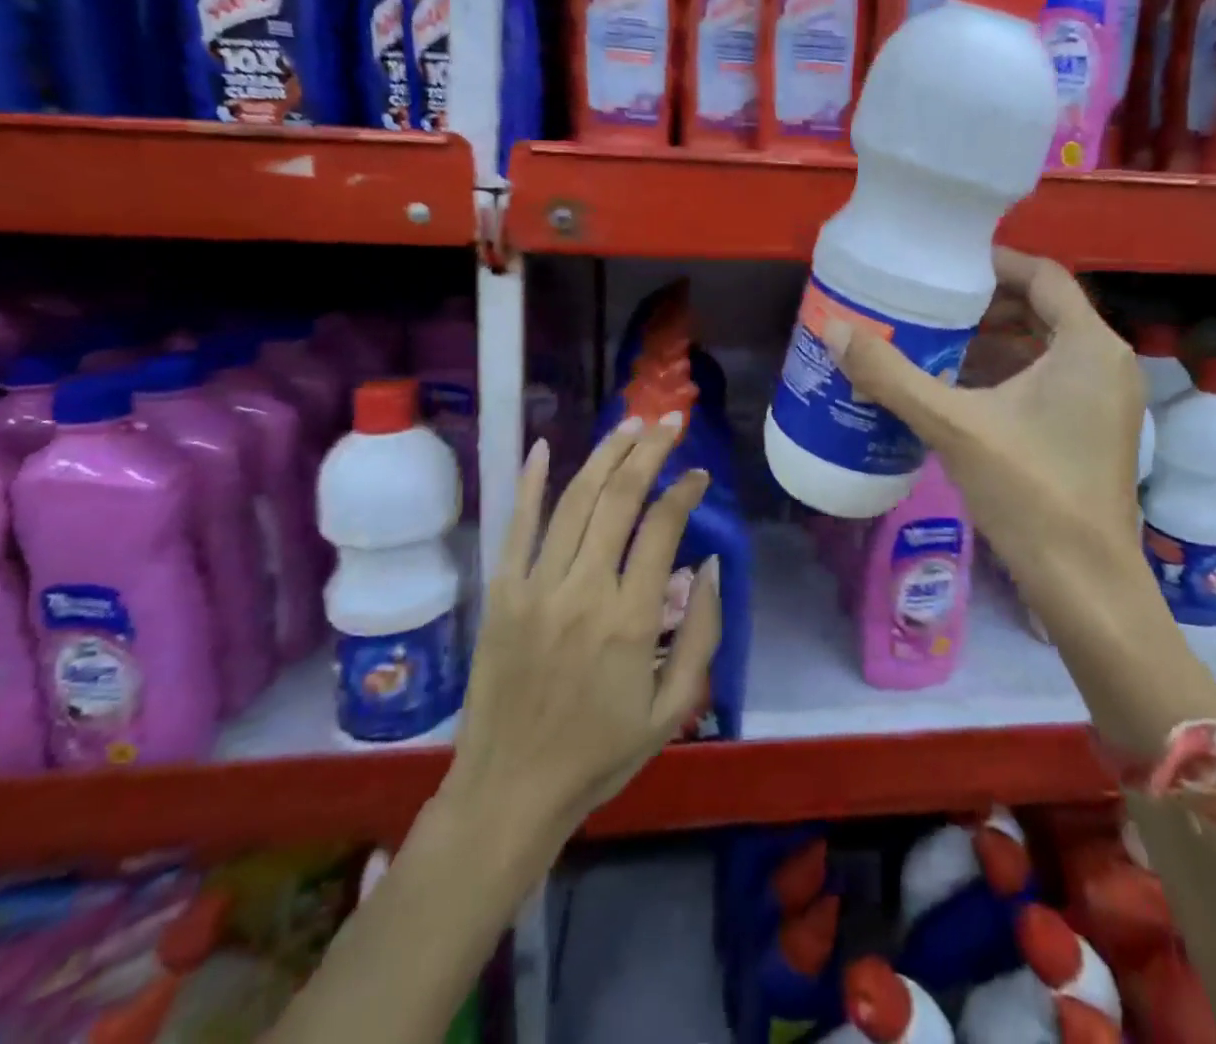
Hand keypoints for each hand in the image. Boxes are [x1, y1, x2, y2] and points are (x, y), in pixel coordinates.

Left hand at [443, 415, 721, 845]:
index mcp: (630, 618)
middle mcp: (583, 589)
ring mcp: (535, 587)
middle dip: (649, 450)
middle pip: (619, 497)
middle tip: (670, 423)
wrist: (510, 792)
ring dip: (605, 455)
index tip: (700, 475)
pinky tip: (544, 447)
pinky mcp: (501, 594)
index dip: (685, 490)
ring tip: (630, 424)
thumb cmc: (600, 753)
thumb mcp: (674, 708)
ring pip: (574, 500)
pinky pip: (516, 527)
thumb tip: (714, 565)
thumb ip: (703, 633)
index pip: (662, 526)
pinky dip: (530, 484)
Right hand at [825, 249, 1147, 603]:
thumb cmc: (1030, 492)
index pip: (1041, 275)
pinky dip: (1007, 374)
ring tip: (933, 339)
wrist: (1083, 583)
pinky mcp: (1092, 430)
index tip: (943, 265)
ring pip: (1044, 348)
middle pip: (1042, 309)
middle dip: (984, 304)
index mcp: (1089, 346)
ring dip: (993, 341)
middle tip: (928, 303)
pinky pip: (1048, 380)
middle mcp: (1106, 362)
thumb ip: (893, 376)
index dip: (992, 263)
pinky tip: (958, 388)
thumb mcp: (954, 426)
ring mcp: (1104, 400)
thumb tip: (835, 330)